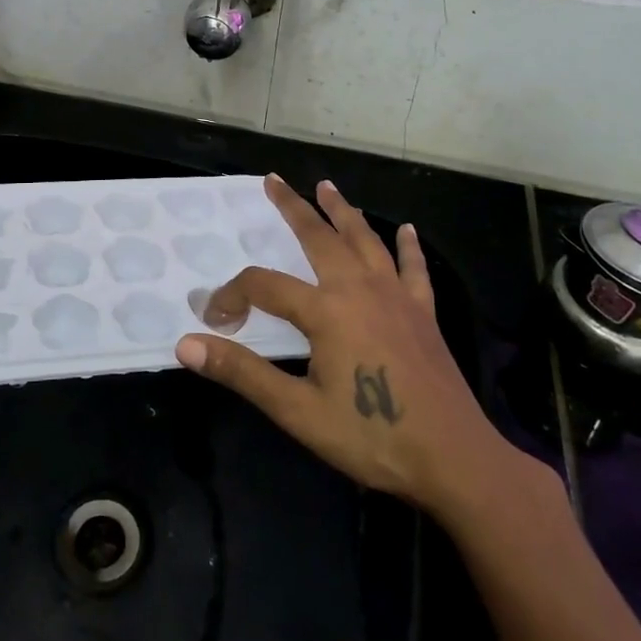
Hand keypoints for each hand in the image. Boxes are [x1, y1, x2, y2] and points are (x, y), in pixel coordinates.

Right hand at [176, 176, 540, 521]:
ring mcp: (396, 297)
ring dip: (342, 212)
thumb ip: (242, 373)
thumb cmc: (371, 435)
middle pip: (319, 237)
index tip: (215, 317)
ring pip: (365, 240)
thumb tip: (186, 345)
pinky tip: (406, 230)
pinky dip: (408, 247)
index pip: (264, 285)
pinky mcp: (423, 313)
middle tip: (274, 180)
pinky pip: (413, 269)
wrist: (454, 460)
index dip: (232, 294)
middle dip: (293, 207)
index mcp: (326, 310)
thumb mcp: (297, 411)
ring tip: (327, 187)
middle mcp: (359, 289)